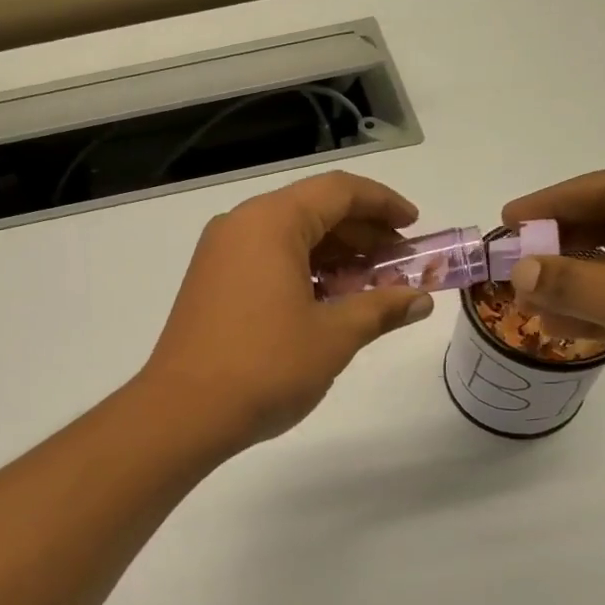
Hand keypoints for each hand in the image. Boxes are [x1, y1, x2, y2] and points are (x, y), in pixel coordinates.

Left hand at [139, 172, 434, 448]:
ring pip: (289, 238)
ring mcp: (220, 255)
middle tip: (401, 264)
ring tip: (372, 287)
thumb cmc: (266, 366)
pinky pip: (267, 260)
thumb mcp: (334, 337)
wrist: (184, 412)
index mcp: (270, 222)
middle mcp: (241, 226)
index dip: (383, 204)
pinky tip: (330, 302)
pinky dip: (303, 272)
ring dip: (334, 256)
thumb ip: (381, 309)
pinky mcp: (211, 283)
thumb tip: (420, 301)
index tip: (415, 227)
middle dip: (362, 234)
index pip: (338, 191)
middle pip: (313, 211)